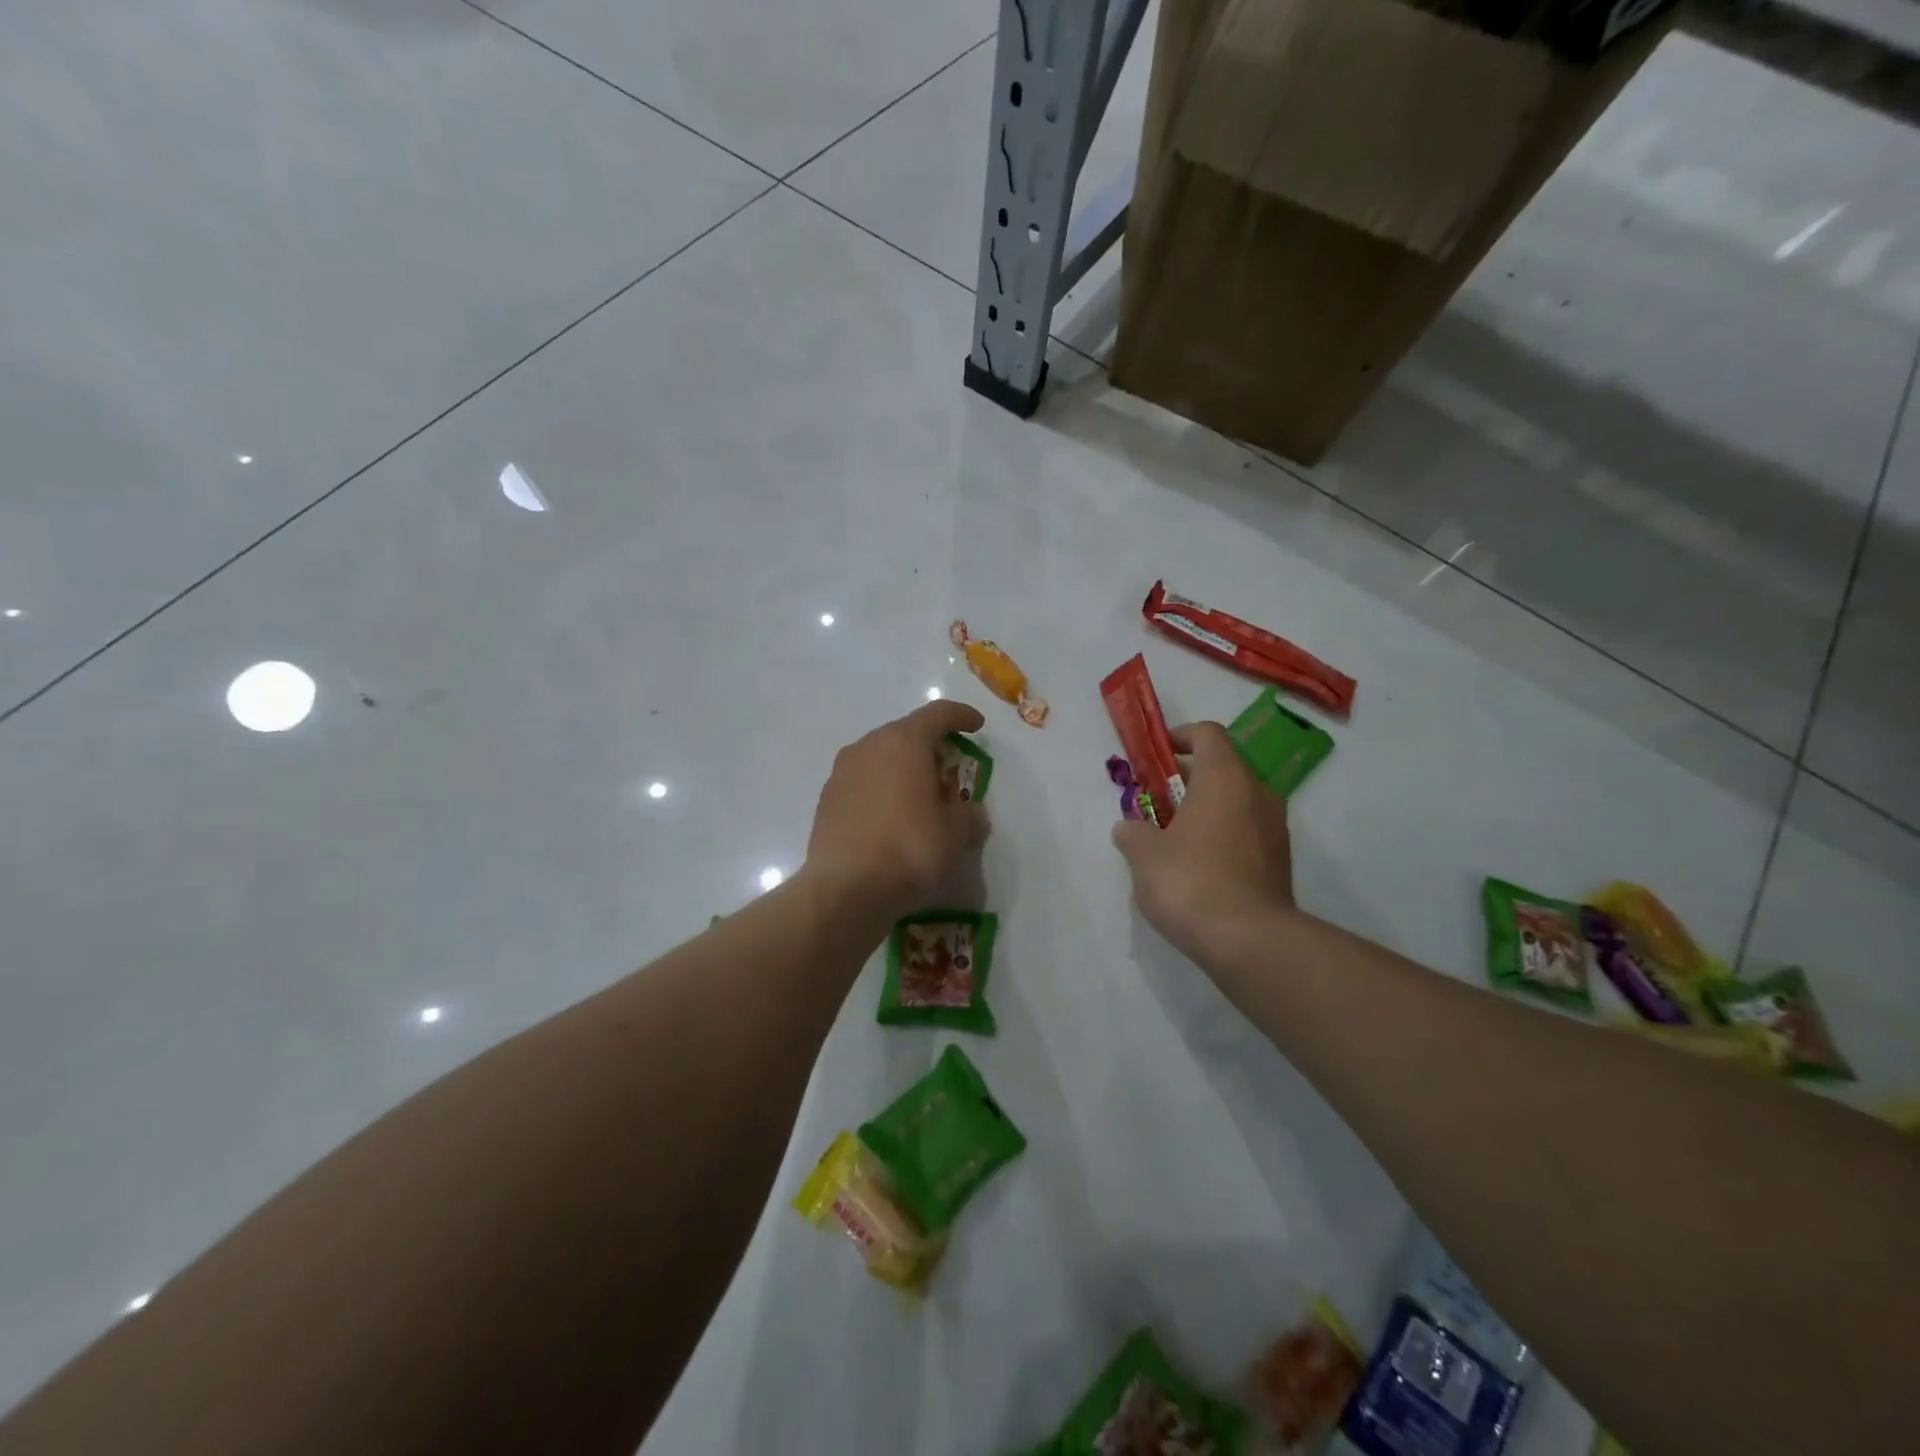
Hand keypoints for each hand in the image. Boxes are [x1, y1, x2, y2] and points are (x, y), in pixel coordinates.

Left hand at [804, 700, 990, 922]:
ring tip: (920, 797)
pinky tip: (892, 819)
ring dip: (902, 770)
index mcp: (903, 742)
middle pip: (905, 734)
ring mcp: (841, 772)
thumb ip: (969, 815)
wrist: (844, 890)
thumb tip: (970, 813)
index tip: (976, 725)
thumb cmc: (909, 849)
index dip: (961, 716)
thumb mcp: (955, 835)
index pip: (937, 714)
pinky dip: (882, 791)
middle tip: (950, 770)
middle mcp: (868, 747)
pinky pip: (863, 783)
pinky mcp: (826, 800)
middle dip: (930, 747)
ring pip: (880, 758)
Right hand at [1112, 721, 1294, 961]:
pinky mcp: (1279, 860)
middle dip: (1188, 778)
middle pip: (1223, 767)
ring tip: (1172, 837)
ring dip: (1206, 808)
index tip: (1157, 755)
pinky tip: (1197, 866)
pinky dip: (1222, 834)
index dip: (1180, 736)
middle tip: (1156, 800)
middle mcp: (1256, 793)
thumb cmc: (1191, 882)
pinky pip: (1246, 831)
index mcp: (1225, 777)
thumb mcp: (1144, 855)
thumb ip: (1132, 832)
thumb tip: (1128, 828)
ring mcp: (1274, 828)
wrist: (1250, 942)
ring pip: (1236, 801)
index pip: (1208, 733)